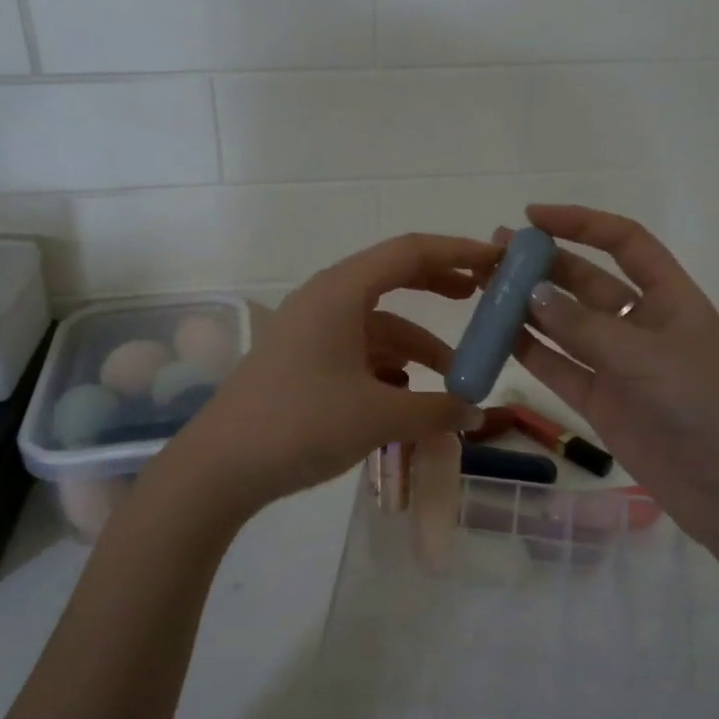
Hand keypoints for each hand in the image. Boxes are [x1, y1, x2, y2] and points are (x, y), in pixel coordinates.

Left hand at [167, 234, 494, 513]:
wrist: (220, 467)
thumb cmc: (301, 425)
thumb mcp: (378, 417)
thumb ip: (436, 410)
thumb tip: (475, 412)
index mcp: (340, 292)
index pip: (409, 252)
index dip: (458, 251)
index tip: (498, 262)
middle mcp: (324, 300)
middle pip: (392, 278)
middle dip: (439, 286)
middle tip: (482, 297)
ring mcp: (309, 331)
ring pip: (377, 324)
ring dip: (417, 345)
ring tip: (453, 379)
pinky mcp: (301, 361)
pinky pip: (357, 350)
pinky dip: (388, 365)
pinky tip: (406, 393)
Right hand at [502, 206, 718, 544]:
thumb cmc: (706, 407)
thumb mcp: (648, 357)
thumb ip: (586, 327)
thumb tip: (532, 294)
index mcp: (669, 298)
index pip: (624, 243)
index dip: (581, 224)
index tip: (533, 217)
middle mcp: (640, 324)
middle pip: (586, 282)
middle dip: (544, 265)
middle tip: (494, 255)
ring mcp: (618, 365)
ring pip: (565, 326)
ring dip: (529, 307)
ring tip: (485, 290)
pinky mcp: (600, 401)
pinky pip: (558, 368)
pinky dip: (529, 352)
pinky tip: (497, 337)